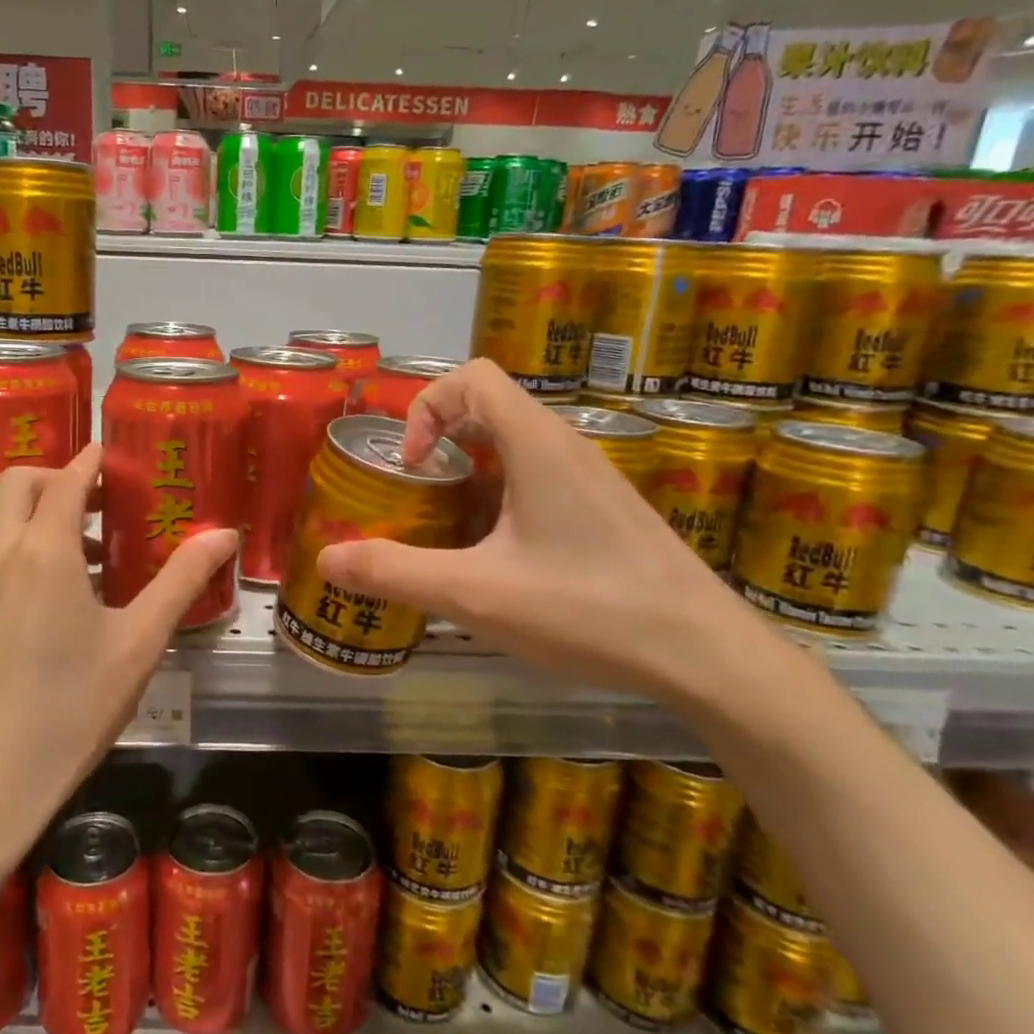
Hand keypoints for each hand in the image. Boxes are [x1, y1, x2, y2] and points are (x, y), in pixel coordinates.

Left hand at [0, 442, 237, 873]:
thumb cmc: (70, 710)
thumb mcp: (138, 644)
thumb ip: (182, 580)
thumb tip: (225, 534)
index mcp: (42, 550)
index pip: (66, 478)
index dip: (91, 460)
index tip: (113, 456)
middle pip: (16, 482)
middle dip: (55, 477)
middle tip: (98, 502)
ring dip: (34, 515)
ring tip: (81, 556)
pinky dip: (14, 549)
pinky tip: (44, 600)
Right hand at [317, 360, 773, 704]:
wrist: (706, 655)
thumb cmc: (588, 610)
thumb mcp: (476, 593)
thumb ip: (396, 572)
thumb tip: (328, 559)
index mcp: (536, 444)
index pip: (472, 377)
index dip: (426, 408)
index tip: (412, 467)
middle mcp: (566, 448)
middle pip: (490, 408)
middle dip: (441, 443)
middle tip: (417, 498)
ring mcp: (593, 480)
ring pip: (516, 448)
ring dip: (471, 476)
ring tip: (449, 532)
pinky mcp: (607, 512)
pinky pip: (540, 481)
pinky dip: (503, 500)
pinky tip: (499, 561)